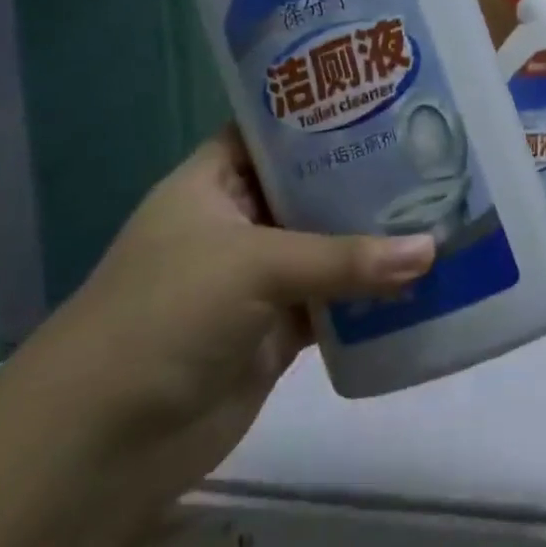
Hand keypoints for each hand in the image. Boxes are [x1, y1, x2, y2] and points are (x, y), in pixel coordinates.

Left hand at [12, 127, 435, 506]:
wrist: (102, 445)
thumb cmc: (164, 317)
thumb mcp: (255, 265)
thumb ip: (346, 257)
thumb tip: (433, 249)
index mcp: (212, 185)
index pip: (271, 133)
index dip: (321, 116)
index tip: (386, 102)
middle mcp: (238, 225)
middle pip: (311, 190)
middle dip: (366, 179)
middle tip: (433, 157)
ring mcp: (259, 281)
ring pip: (330, 248)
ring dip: (377, 239)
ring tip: (443, 209)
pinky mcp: (280, 331)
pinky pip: (338, 302)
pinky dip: (374, 294)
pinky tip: (424, 277)